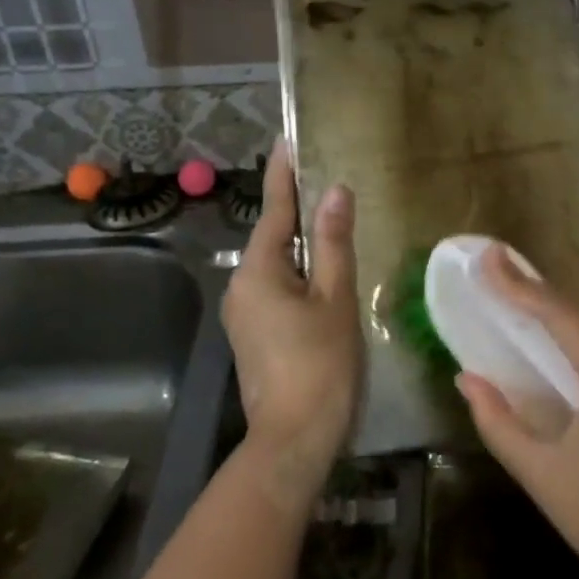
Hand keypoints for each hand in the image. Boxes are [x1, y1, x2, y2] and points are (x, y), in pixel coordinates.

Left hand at [221, 140, 361, 504]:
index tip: (287, 140)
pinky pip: (276, 287)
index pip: (276, 210)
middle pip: (275, 237)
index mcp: (258, 271)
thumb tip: (337, 192)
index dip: (284, 174)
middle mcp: (241, 285)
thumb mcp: (335, 298)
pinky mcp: (252, 333)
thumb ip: (335, 243)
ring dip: (303, 245)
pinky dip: (299, 273)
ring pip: (277, 264)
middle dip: (299, 211)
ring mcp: (243, 312)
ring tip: (334, 224)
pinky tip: (324, 274)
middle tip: (329, 183)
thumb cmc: (320, 364)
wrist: (293, 438)